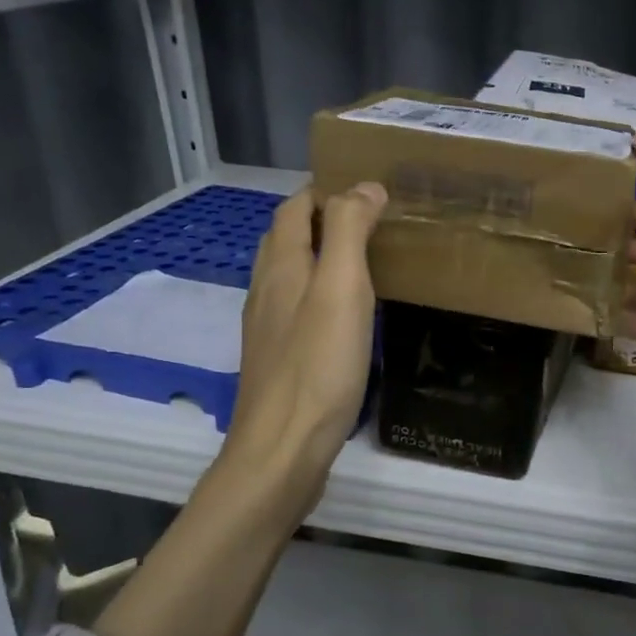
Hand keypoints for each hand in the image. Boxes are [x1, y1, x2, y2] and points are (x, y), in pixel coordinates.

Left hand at [94, 182, 386, 635]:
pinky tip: (338, 315)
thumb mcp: (341, 290)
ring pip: (287, 274)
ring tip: (358, 260)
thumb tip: (364, 186)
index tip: (367, 190)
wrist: (282, 449)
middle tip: (369, 221)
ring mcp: (267, 328)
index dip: (325, 191)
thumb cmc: (319, 367)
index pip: (295, 208)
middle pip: (285, 237)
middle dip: (320, 218)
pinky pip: (292, 308)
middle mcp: (268, 290)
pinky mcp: (276, 359)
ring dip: (315, 255)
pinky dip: (315, 293)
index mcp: (283, 267)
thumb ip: (349, 232)